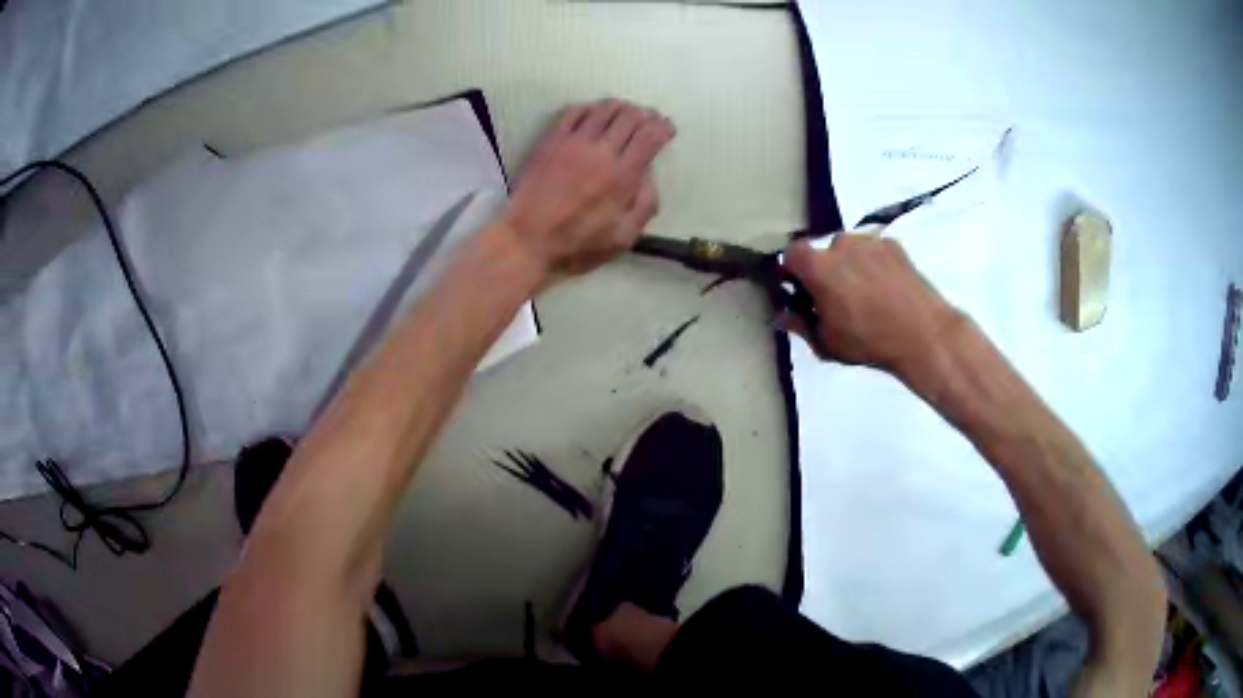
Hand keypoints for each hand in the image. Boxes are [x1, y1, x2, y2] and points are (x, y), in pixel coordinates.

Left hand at [501, 99, 675, 276]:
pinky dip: (588, 108)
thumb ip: (645, 205)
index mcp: (623, 175)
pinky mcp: (550, 141)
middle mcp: (601, 151)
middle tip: (648, 119)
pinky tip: (592, 114)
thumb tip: (649, 176)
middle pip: (630, 116)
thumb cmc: (577, 244)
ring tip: (624, 112)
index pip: (650, 136)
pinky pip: (573, 112)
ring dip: (620, 107)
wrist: (527, 239)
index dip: (663, 127)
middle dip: (645, 114)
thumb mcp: (623, 237)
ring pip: (603, 109)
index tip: (667, 128)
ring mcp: (573, 142)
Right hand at [781, 233, 962, 377]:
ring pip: (851, 250)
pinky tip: (887, 289)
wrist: (922, 334)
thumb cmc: (868, 341)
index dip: (792, 271)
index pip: (791, 254)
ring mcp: (870, 241)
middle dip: (825, 270)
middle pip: (824, 252)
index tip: (800, 291)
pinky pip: (874, 252)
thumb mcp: (826, 342)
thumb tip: (783, 315)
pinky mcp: (894, 245)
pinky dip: (874, 265)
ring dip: (851, 266)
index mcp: (818, 266)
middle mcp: (841, 244)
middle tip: (837, 298)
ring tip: (867, 295)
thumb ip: (800, 324)